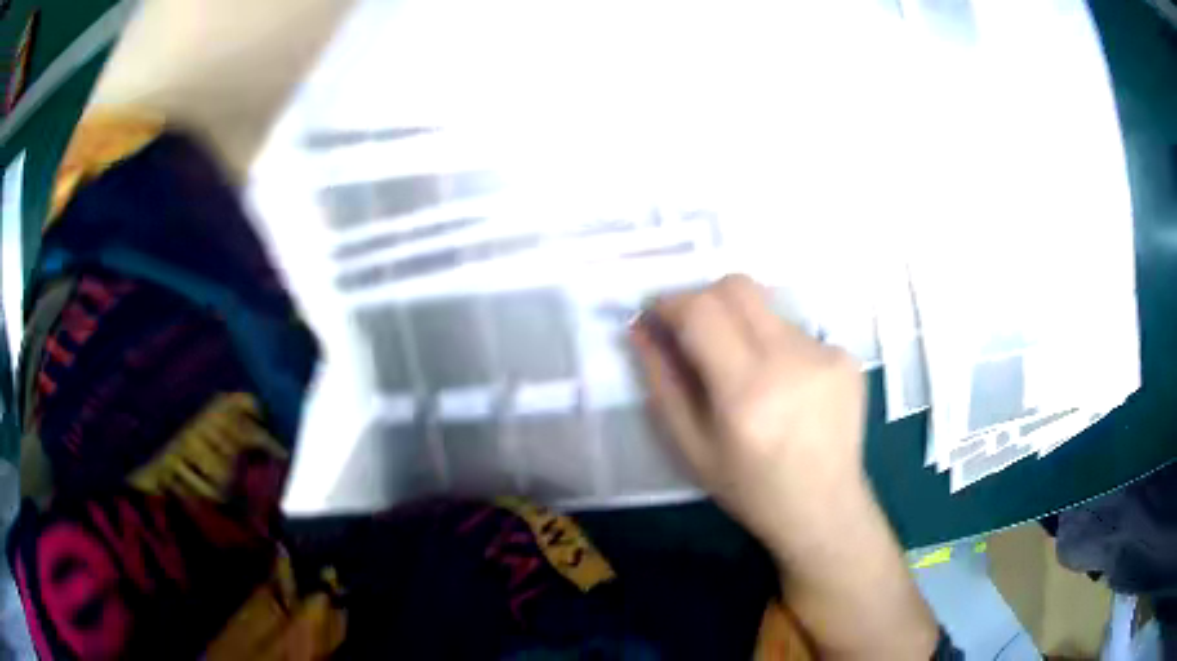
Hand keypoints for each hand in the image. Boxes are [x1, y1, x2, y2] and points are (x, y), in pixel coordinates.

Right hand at [629, 274, 868, 558]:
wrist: (825, 508)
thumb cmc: (751, 489)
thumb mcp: (691, 448)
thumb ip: (662, 382)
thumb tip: (639, 327)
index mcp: (746, 392)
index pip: (702, 310)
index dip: (670, 302)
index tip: (655, 314)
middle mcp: (791, 360)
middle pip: (737, 286)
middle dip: (703, 298)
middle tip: (692, 332)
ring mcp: (826, 353)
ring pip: (766, 308)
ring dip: (741, 325)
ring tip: (745, 371)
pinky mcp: (846, 355)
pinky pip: (795, 330)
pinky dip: (775, 345)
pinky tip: (783, 386)